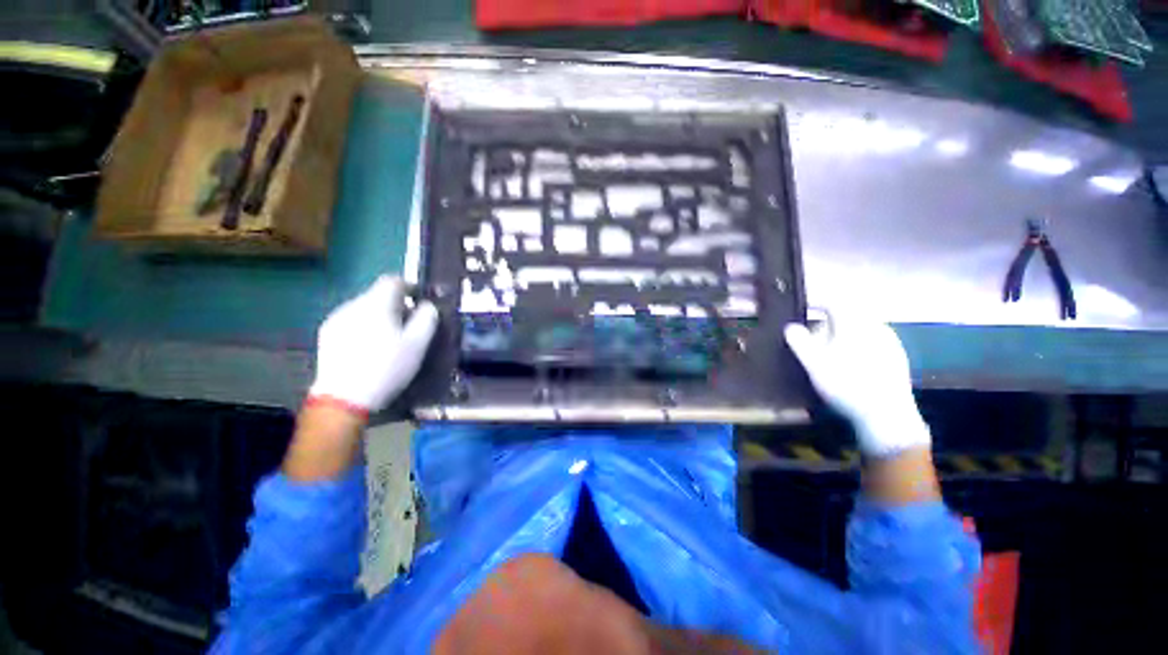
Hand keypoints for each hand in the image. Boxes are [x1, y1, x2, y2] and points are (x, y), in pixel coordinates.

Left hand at [308, 275, 438, 413]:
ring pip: (365, 308)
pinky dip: (365, 326)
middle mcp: (353, 305)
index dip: (410, 286)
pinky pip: (352, 320)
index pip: (393, 281)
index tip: (420, 300)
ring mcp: (336, 320)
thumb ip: (427, 318)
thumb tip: (427, 305)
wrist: (344, 398)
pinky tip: (370, 347)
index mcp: (376, 304)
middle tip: (410, 324)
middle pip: (378, 294)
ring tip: (390, 337)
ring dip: (380, 315)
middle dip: (397, 305)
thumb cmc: (388, 367)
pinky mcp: (327, 335)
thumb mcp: (418, 344)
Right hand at [784, 312, 929, 456]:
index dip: (815, 301)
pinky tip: (849, 367)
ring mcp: (890, 343)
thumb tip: (790, 326)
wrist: (889, 417)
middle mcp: (876, 327)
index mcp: (855, 324)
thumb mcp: (815, 364)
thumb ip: (800, 342)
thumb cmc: (847, 385)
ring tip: (827, 356)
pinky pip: (870, 343)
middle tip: (810, 341)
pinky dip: (854, 347)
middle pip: (846, 317)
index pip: (834, 301)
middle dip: (825, 325)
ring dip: (840, 337)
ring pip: (858, 331)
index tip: (801, 307)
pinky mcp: (897, 358)